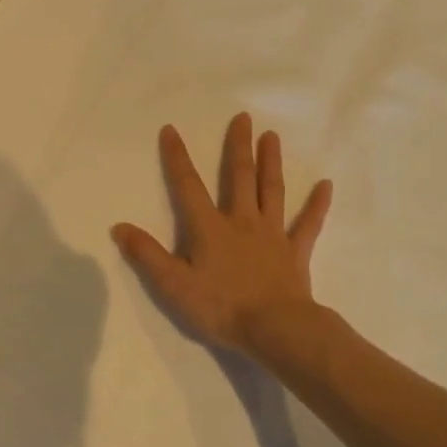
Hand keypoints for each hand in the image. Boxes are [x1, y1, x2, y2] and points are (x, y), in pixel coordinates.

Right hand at [112, 114, 332, 357]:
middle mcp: (242, 222)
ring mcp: (272, 235)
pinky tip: (326, 185)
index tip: (171, 130)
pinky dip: (317, 205)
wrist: (275, 329)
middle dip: (238, 146)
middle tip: (243, 117)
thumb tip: (119, 227)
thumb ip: (147, 255)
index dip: (177, 158)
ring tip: (272, 136)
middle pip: (239, 177)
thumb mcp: (173, 285)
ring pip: (271, 191)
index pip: (188, 186)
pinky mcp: (295, 253)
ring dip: (271, 163)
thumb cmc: (221, 307)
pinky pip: (308, 224)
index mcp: (210, 228)